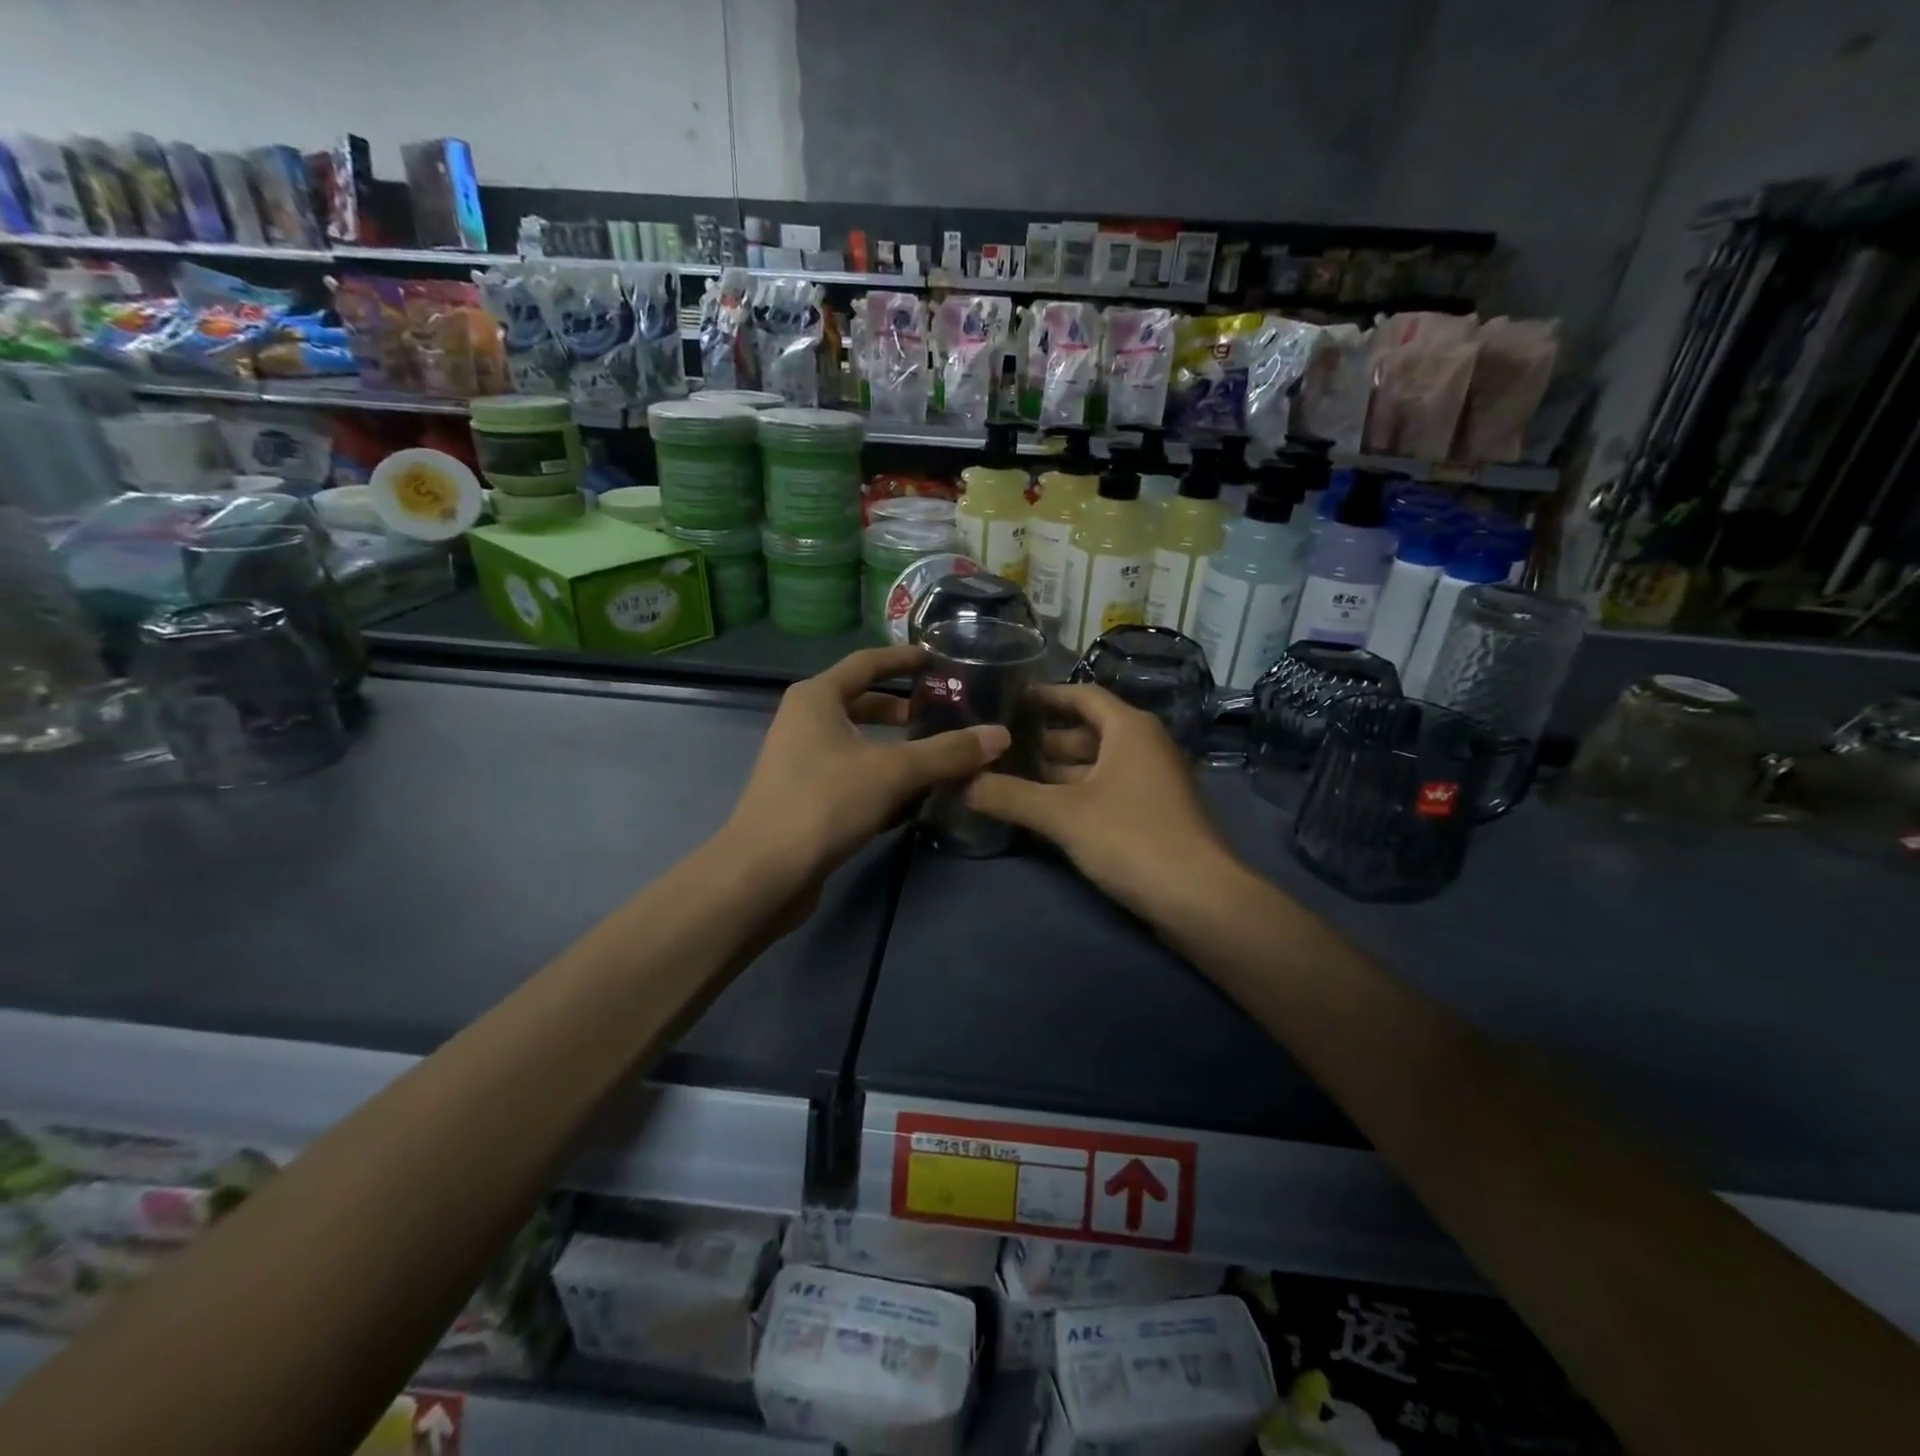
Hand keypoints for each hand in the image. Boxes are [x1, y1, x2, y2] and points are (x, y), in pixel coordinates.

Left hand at [726, 645, 1009, 885]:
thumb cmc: (824, 802)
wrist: (764, 873)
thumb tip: (1000, 735)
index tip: (936, 658)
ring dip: (898, 749)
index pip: (866, 663)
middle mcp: (805, 723)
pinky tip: (916, 798)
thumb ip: (948, 753)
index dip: (903, 658)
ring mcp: (803, 763)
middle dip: (904, 710)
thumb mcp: (894, 771)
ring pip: (861, 745)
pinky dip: (885, 780)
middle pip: (863, 705)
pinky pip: (855, 777)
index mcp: (817, 698)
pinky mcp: (809, 799)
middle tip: (946, 712)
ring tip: (941, 755)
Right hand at [965, 683, 1236, 922]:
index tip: (1008, 699)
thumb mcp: (1062, 814)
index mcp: (1129, 728)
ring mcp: (1150, 781)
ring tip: (1008, 777)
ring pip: (1094, 766)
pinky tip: (1042, 809)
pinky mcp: (1151, 814)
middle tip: (996, 746)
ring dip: (1055, 771)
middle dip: (1042, 740)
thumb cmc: (1131, 838)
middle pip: (1086, 732)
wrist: (1199, 899)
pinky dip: (1074, 794)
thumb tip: (961, 783)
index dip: (1045, 695)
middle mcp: (1143, 746)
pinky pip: (1105, 791)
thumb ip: (1010, 795)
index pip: (1082, 695)